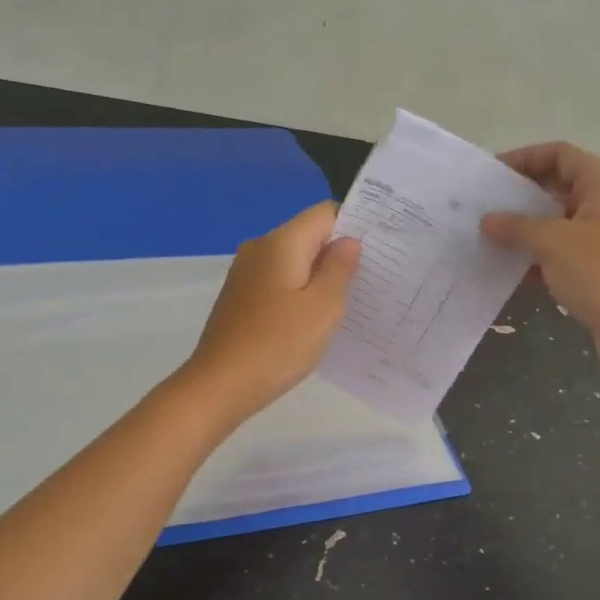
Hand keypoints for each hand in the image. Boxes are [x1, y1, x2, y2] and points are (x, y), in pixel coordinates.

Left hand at [179, 201, 361, 420]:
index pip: (325, 213)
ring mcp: (246, 273)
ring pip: (294, 260)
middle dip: (339, 252)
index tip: (380, 248)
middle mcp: (260, 248)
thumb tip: (348, 241)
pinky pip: (280, 281)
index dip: (354, 225)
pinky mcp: (241, 297)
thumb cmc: (278, 344)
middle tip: (373, 277)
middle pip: (309, 235)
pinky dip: (300, 291)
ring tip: (349, 300)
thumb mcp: (323, 307)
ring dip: (320, 275)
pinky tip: (314, 318)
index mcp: (281, 242)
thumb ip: (340, 268)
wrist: (220, 386)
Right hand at [481, 142, 599, 378]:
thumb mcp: (552, 243)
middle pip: (559, 187)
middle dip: (522, 196)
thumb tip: (487, 220)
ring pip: (559, 223)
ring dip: (527, 229)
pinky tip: (511, 270)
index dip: (526, 157)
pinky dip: (538, 257)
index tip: (493, 174)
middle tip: (485, 207)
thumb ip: (516, 227)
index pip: (561, 154)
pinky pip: (563, 253)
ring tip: (490, 238)